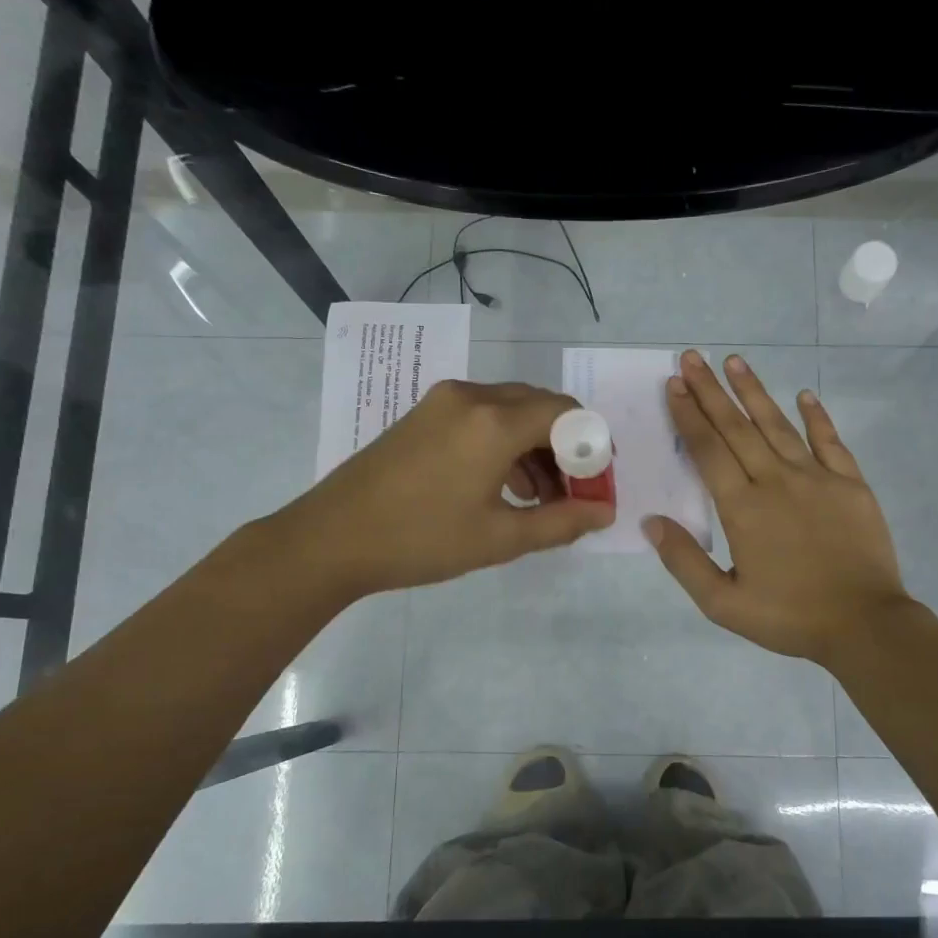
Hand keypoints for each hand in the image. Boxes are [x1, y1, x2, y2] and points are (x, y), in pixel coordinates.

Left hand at [284, 379, 613, 599]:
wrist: (331, 539)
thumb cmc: (421, 540)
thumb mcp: (500, 538)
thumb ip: (562, 522)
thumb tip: (606, 512)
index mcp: (494, 421)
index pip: (566, 415)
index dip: (592, 447)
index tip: (597, 484)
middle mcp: (472, 396)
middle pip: (540, 406)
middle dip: (565, 446)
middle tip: (573, 491)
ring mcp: (443, 401)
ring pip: (510, 410)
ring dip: (535, 446)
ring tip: (541, 498)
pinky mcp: (424, 413)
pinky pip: (481, 416)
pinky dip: (504, 442)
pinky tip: (504, 486)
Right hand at [645, 350, 910, 664]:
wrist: (864, 625)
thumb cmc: (789, 617)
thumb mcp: (723, 603)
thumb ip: (684, 561)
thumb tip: (651, 522)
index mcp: (743, 508)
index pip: (708, 450)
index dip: (689, 415)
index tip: (673, 384)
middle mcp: (776, 481)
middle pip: (737, 428)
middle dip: (711, 391)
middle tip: (693, 357)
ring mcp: (817, 478)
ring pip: (778, 425)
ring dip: (755, 392)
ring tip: (735, 361)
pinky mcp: (851, 484)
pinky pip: (830, 441)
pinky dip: (817, 417)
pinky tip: (805, 395)